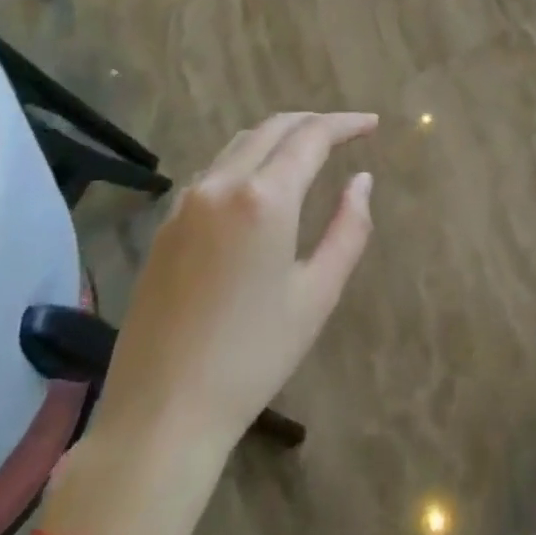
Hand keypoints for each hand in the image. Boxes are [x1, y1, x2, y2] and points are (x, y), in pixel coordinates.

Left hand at [83, 112, 377, 519]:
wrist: (161, 413)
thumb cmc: (254, 356)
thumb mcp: (319, 292)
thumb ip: (348, 227)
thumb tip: (361, 181)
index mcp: (264, 198)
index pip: (311, 137)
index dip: (346, 124)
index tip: (373, 123)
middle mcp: (221, 186)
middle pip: (272, 128)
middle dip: (314, 122)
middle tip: (348, 131)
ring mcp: (185, 204)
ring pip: (239, 144)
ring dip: (279, 136)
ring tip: (310, 149)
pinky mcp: (165, 227)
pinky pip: (214, 171)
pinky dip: (248, 158)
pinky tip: (262, 181)